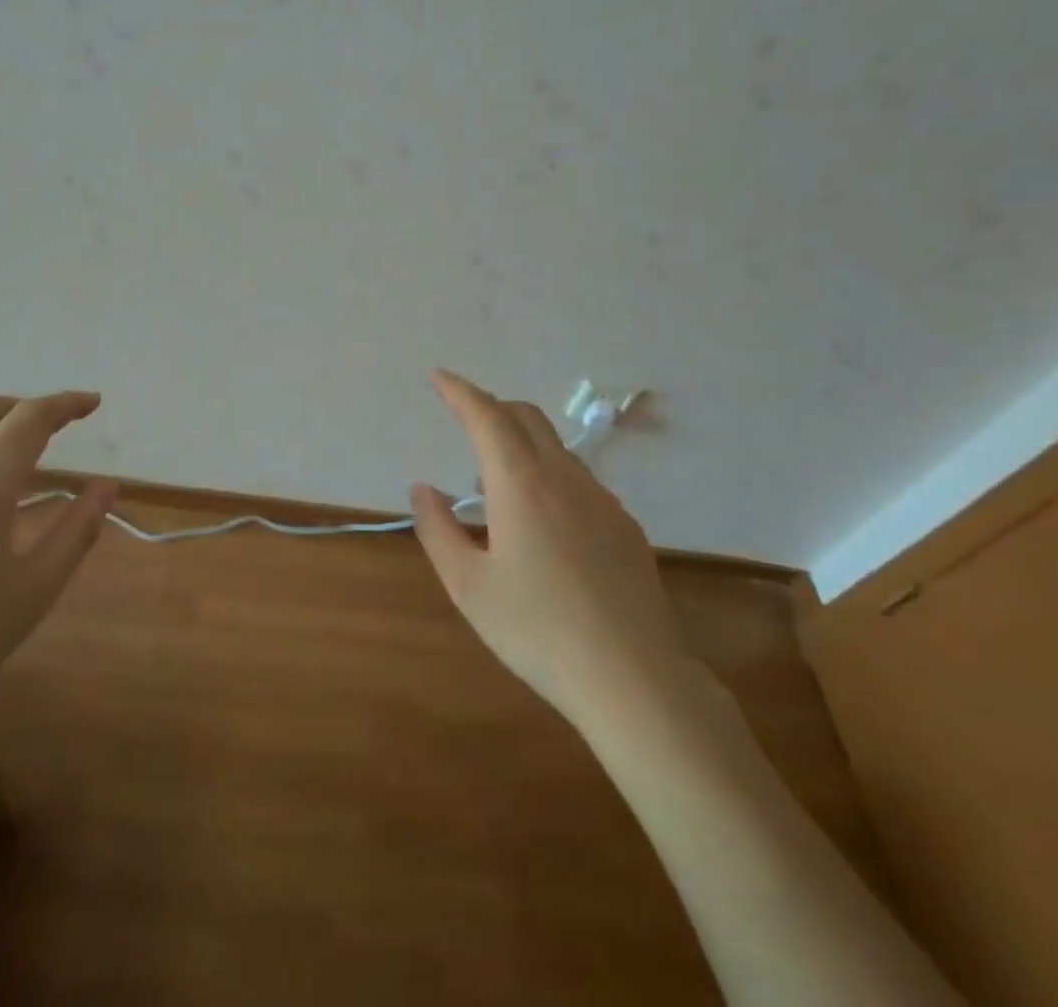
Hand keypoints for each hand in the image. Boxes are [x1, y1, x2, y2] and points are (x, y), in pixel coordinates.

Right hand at [410, 370, 692, 731]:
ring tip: (493, 483)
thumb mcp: (469, 586)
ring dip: (520, 443)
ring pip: (556, 448)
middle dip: (492, 407)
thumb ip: (438, 529)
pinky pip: (578, 479)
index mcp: (522, 485)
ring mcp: (602, 500)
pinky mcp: (625, 526)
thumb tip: (423, 489)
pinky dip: (548, 474)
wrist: (634, 680)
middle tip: (463, 417)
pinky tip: (541, 522)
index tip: (438, 377)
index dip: (460, 392)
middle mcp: (564, 478)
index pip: (487, 417)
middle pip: (527, 418)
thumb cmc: (538, 631)